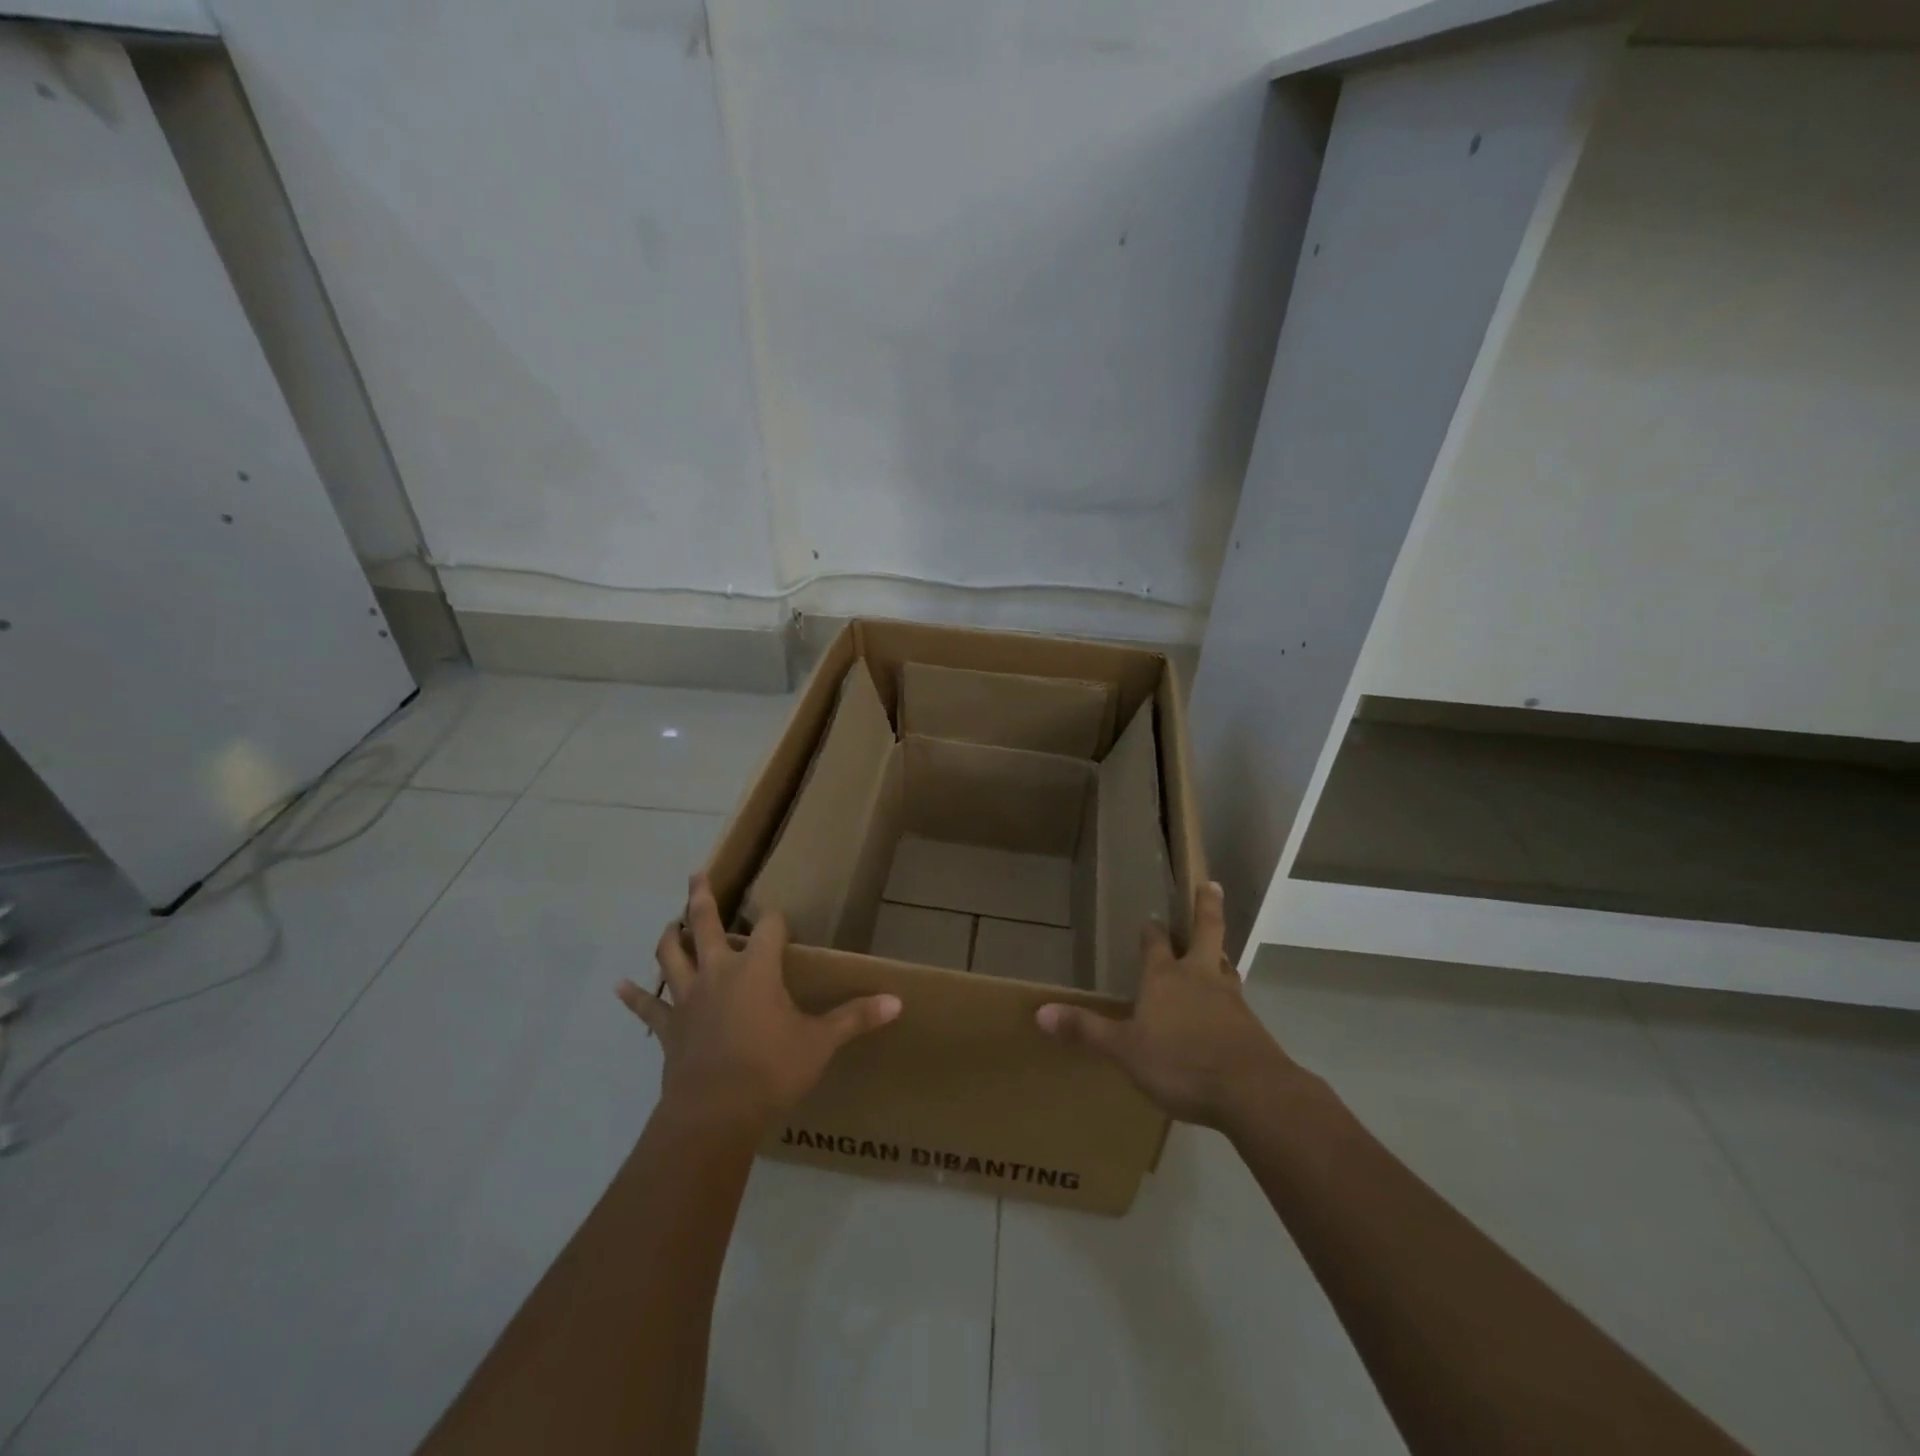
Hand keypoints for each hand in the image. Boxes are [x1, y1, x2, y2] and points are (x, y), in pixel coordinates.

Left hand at [617, 874, 901, 1127]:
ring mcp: (688, 998)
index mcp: (756, 969)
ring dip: (668, 936)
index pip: (769, 927)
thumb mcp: (820, 1043)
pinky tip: (618, 985)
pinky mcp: (669, 1027)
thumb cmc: (771, 1070)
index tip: (782, 920)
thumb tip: (898, 1001)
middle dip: (701, 897)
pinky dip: (634, 995)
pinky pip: (648, 1006)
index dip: (777, 920)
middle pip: (704, 924)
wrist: (714, 1115)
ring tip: (669, 921)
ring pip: (671, 955)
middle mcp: (718, 972)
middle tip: (696, 874)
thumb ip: (856, 1018)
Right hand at [1035, 882, 1292, 1130]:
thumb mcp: (1125, 1050)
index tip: (1150, 917)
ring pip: (1224, 964)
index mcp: (1164, 978)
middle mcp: (1199, 978)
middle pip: (1206, 932)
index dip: (1151, 930)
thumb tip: (1040, 1012)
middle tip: (1210, 884)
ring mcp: (1230, 999)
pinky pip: (1237, 1000)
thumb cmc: (1180, 1063)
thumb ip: (1087, 1030)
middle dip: (1206, 907)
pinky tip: (1227, 1009)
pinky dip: (1229, 995)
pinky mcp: (1251, 1026)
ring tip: (1218, 949)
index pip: (1155, 943)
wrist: (1251, 1091)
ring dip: (1220, 953)